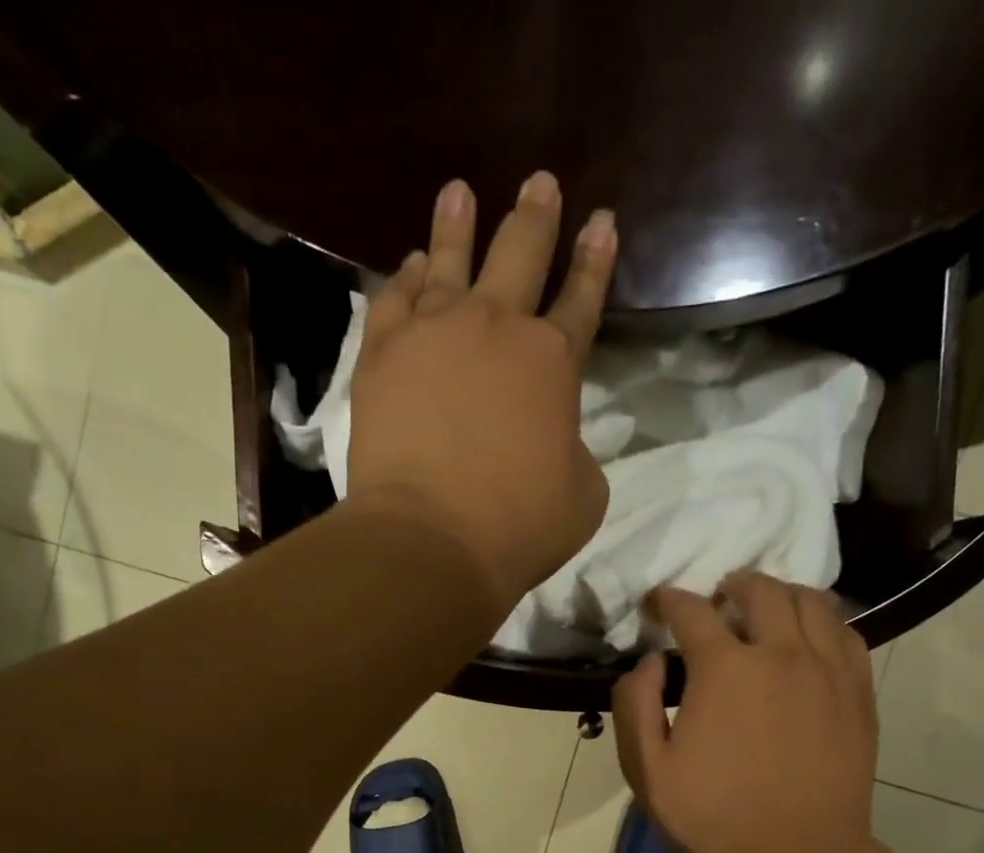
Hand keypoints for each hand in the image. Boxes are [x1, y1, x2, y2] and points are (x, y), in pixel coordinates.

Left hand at [347, 172, 616, 613]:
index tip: (602, 222)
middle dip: (536, 216)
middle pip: (521, 254)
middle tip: (539, 183)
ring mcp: (434, 334)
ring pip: (449, 259)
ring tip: (459, 192)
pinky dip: (404, 277)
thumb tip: (557, 441)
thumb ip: (575, 454)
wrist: (431, 539)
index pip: (582, 300)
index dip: (595, 262)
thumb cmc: (517, 526)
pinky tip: (409, 264)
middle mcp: (497, 329)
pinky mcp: (382, 355)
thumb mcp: (582, 497)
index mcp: (554, 363)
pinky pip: (395, 298)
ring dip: (459, 224)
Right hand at [613, 574, 881, 852]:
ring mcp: (828, 670)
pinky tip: (808, 642)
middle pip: (760, 589)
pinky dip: (823, 623)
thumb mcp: (646, 771)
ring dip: (781, 595)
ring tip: (765, 612)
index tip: (657, 603)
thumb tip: (649, 661)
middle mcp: (782, 653)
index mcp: (725, 668)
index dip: (667, 599)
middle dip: (731, 585)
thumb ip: (634, 705)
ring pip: (812, 601)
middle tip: (716, 601)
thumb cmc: (713, 818)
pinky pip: (847, 634)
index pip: (691, 610)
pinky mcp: (858, 693)